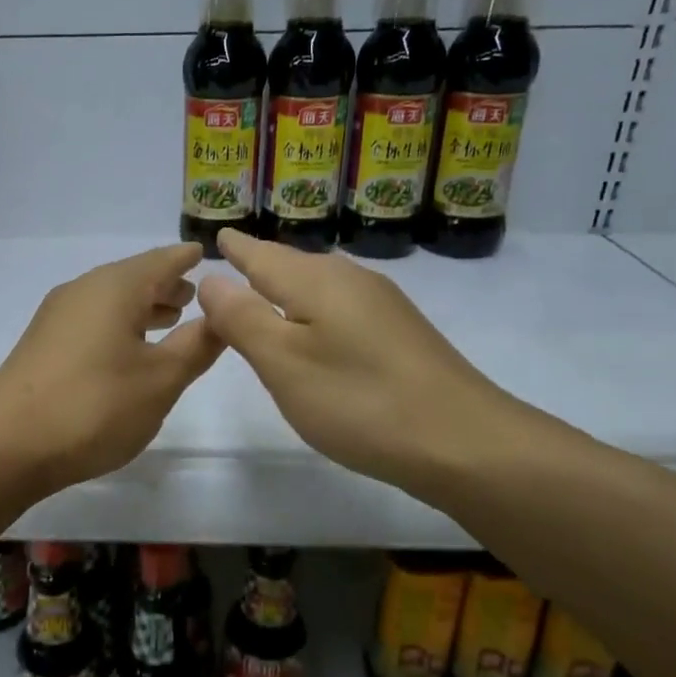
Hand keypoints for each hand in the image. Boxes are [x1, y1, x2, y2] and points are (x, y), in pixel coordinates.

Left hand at [0, 243, 223, 493]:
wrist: (7, 444)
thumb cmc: (95, 406)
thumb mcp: (161, 380)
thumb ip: (196, 346)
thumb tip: (221, 315)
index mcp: (115, 287)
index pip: (162, 260)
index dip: (186, 259)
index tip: (205, 256)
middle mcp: (83, 290)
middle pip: (133, 278)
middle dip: (165, 286)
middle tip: (194, 297)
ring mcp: (57, 317)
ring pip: (110, 301)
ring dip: (141, 308)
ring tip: (169, 321)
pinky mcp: (42, 345)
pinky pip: (92, 321)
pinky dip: (118, 325)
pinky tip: (127, 351)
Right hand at [196, 229, 531, 494]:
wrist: (464, 442)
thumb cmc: (358, 401)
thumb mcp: (283, 363)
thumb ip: (242, 319)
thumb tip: (211, 279)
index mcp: (316, 281)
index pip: (263, 255)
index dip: (238, 248)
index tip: (219, 234)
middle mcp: (351, 281)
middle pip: (294, 265)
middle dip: (261, 263)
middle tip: (233, 260)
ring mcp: (383, 307)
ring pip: (321, 286)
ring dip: (289, 287)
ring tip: (265, 290)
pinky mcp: (401, 334)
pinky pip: (342, 308)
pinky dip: (315, 311)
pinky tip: (317, 330)